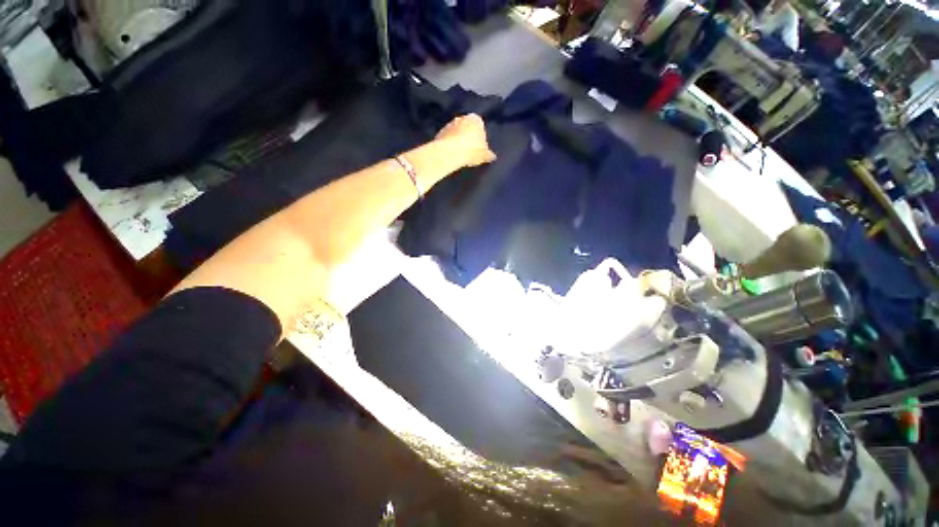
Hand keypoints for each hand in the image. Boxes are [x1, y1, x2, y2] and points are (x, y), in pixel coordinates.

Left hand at [435, 114, 496, 167]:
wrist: (450, 153)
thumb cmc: (472, 151)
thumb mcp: (484, 155)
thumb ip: (488, 154)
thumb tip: (492, 156)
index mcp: (475, 119)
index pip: (480, 126)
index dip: (480, 138)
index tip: (479, 148)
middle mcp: (461, 117)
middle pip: (466, 128)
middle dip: (468, 137)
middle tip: (470, 151)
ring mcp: (448, 124)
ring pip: (456, 133)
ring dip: (457, 141)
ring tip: (460, 155)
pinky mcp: (439, 133)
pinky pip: (447, 139)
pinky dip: (449, 145)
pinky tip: (452, 155)